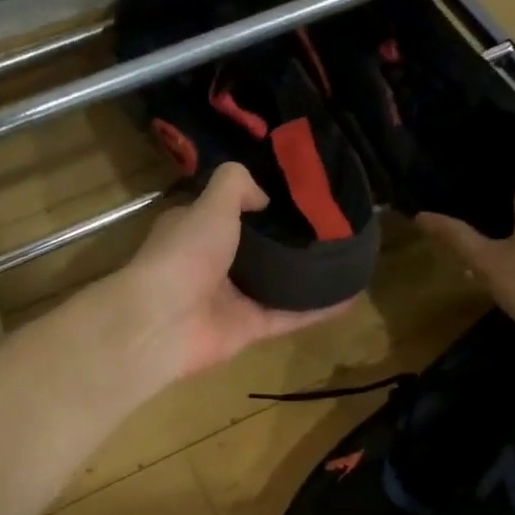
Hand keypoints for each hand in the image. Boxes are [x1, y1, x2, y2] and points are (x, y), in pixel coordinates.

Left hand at [116, 163, 352, 380]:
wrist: (165, 321)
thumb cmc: (185, 254)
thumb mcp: (211, 204)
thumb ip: (236, 186)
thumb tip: (264, 197)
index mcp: (197, 229)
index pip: (229, 211)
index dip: (259, 202)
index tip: (297, 193)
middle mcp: (214, 263)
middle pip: (259, 249)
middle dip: (290, 239)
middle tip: (332, 225)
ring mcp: (233, 298)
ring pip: (278, 284)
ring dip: (308, 275)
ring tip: (347, 259)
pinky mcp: (250, 328)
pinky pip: (291, 316)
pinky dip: (318, 309)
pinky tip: (350, 297)